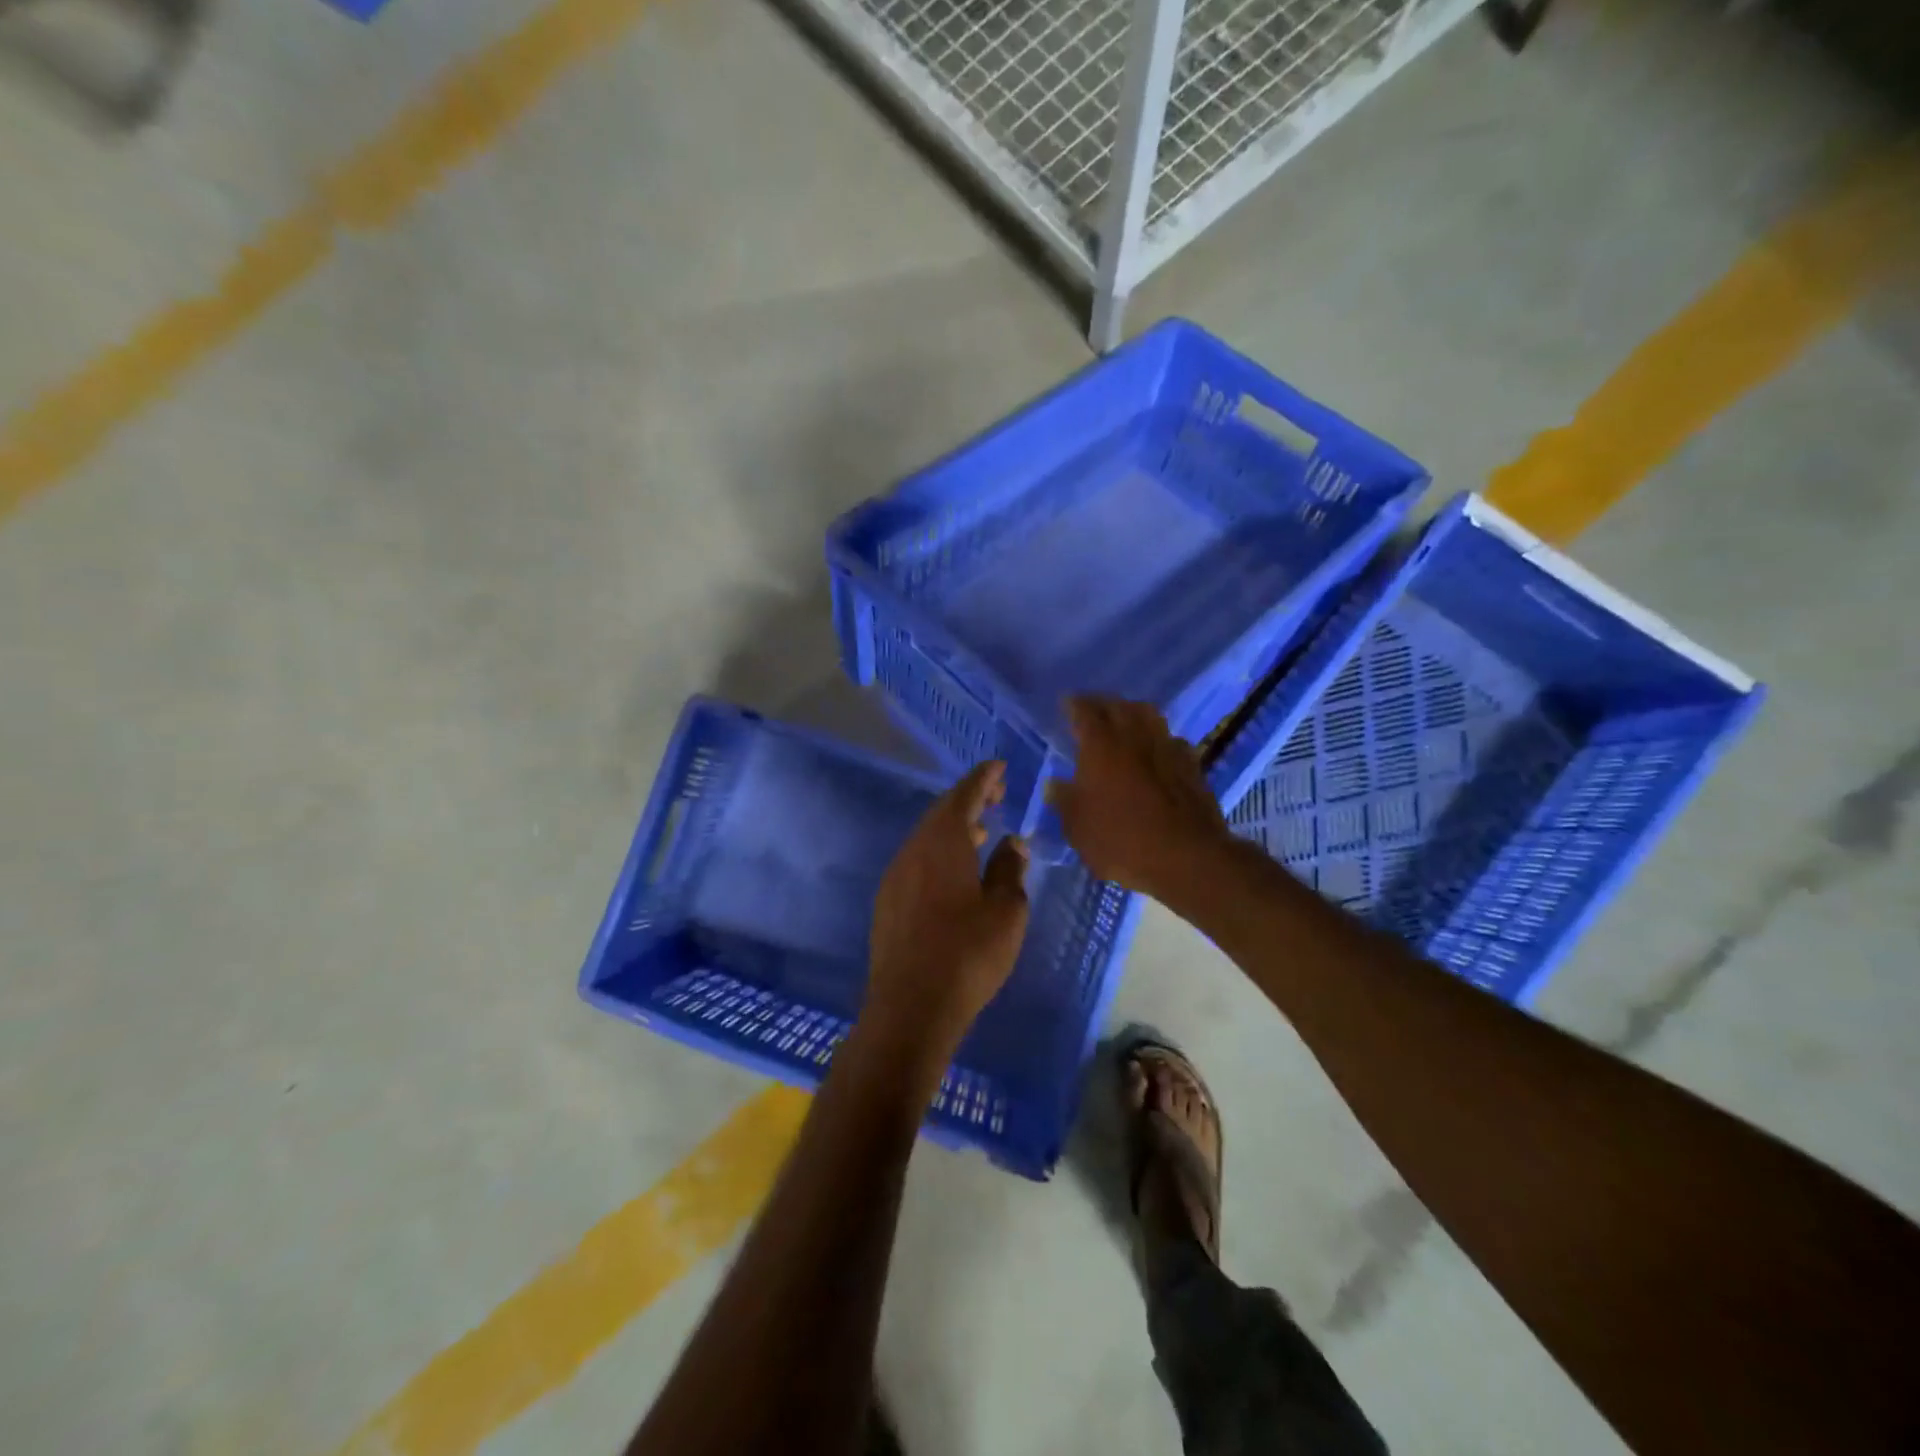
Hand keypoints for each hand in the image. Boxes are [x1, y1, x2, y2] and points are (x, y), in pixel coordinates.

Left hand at [864, 761, 1030, 1064]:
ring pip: (928, 838)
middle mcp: (914, 849)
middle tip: (997, 796)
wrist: (910, 1007)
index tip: (1000, 766)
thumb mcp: (1005, 912)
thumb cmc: (967, 954)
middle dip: (970, 800)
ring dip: (955, 829)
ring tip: (982, 833)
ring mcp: (896, 875)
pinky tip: (955, 873)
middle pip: (942, 812)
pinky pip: (917, 860)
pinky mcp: (888, 901)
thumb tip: (1012, 843)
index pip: (965, 795)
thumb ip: (1010, 870)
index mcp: (943, 842)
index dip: (984, 778)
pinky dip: (940, 853)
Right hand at [1049, 697, 1235, 904]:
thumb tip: (1054, 785)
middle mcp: (1135, 737)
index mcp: (1101, 745)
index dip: (1073, 704)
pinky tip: (1155, 751)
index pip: (1084, 711)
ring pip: (1149, 715)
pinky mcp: (1192, 765)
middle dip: (1102, 704)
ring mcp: (1167, 748)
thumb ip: (1064, 801)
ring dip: (1133, 713)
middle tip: (1091, 710)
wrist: (1187, 858)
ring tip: (1123, 722)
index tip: (1066, 703)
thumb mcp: (1078, 828)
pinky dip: (1158, 738)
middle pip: (1118, 706)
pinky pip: (1171, 739)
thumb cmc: (1122, 841)